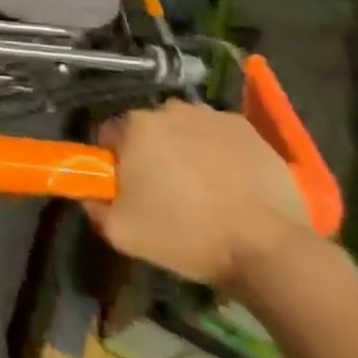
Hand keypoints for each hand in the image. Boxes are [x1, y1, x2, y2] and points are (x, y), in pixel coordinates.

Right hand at [80, 101, 314, 291]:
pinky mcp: (246, 127)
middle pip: (148, 129)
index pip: (110, 135)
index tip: (129, 189)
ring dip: (185, 149)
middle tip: (167, 192)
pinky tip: (231, 182)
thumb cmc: (187, 235)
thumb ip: (94, 207)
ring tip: (204, 188)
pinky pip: (219, 134)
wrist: (268, 248)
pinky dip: (219, 151)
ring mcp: (210, 114)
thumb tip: (89, 193)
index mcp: (134, 127)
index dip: (116, 162)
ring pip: (184, 128)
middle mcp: (168, 109)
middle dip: (152, 154)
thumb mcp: (123, 233)